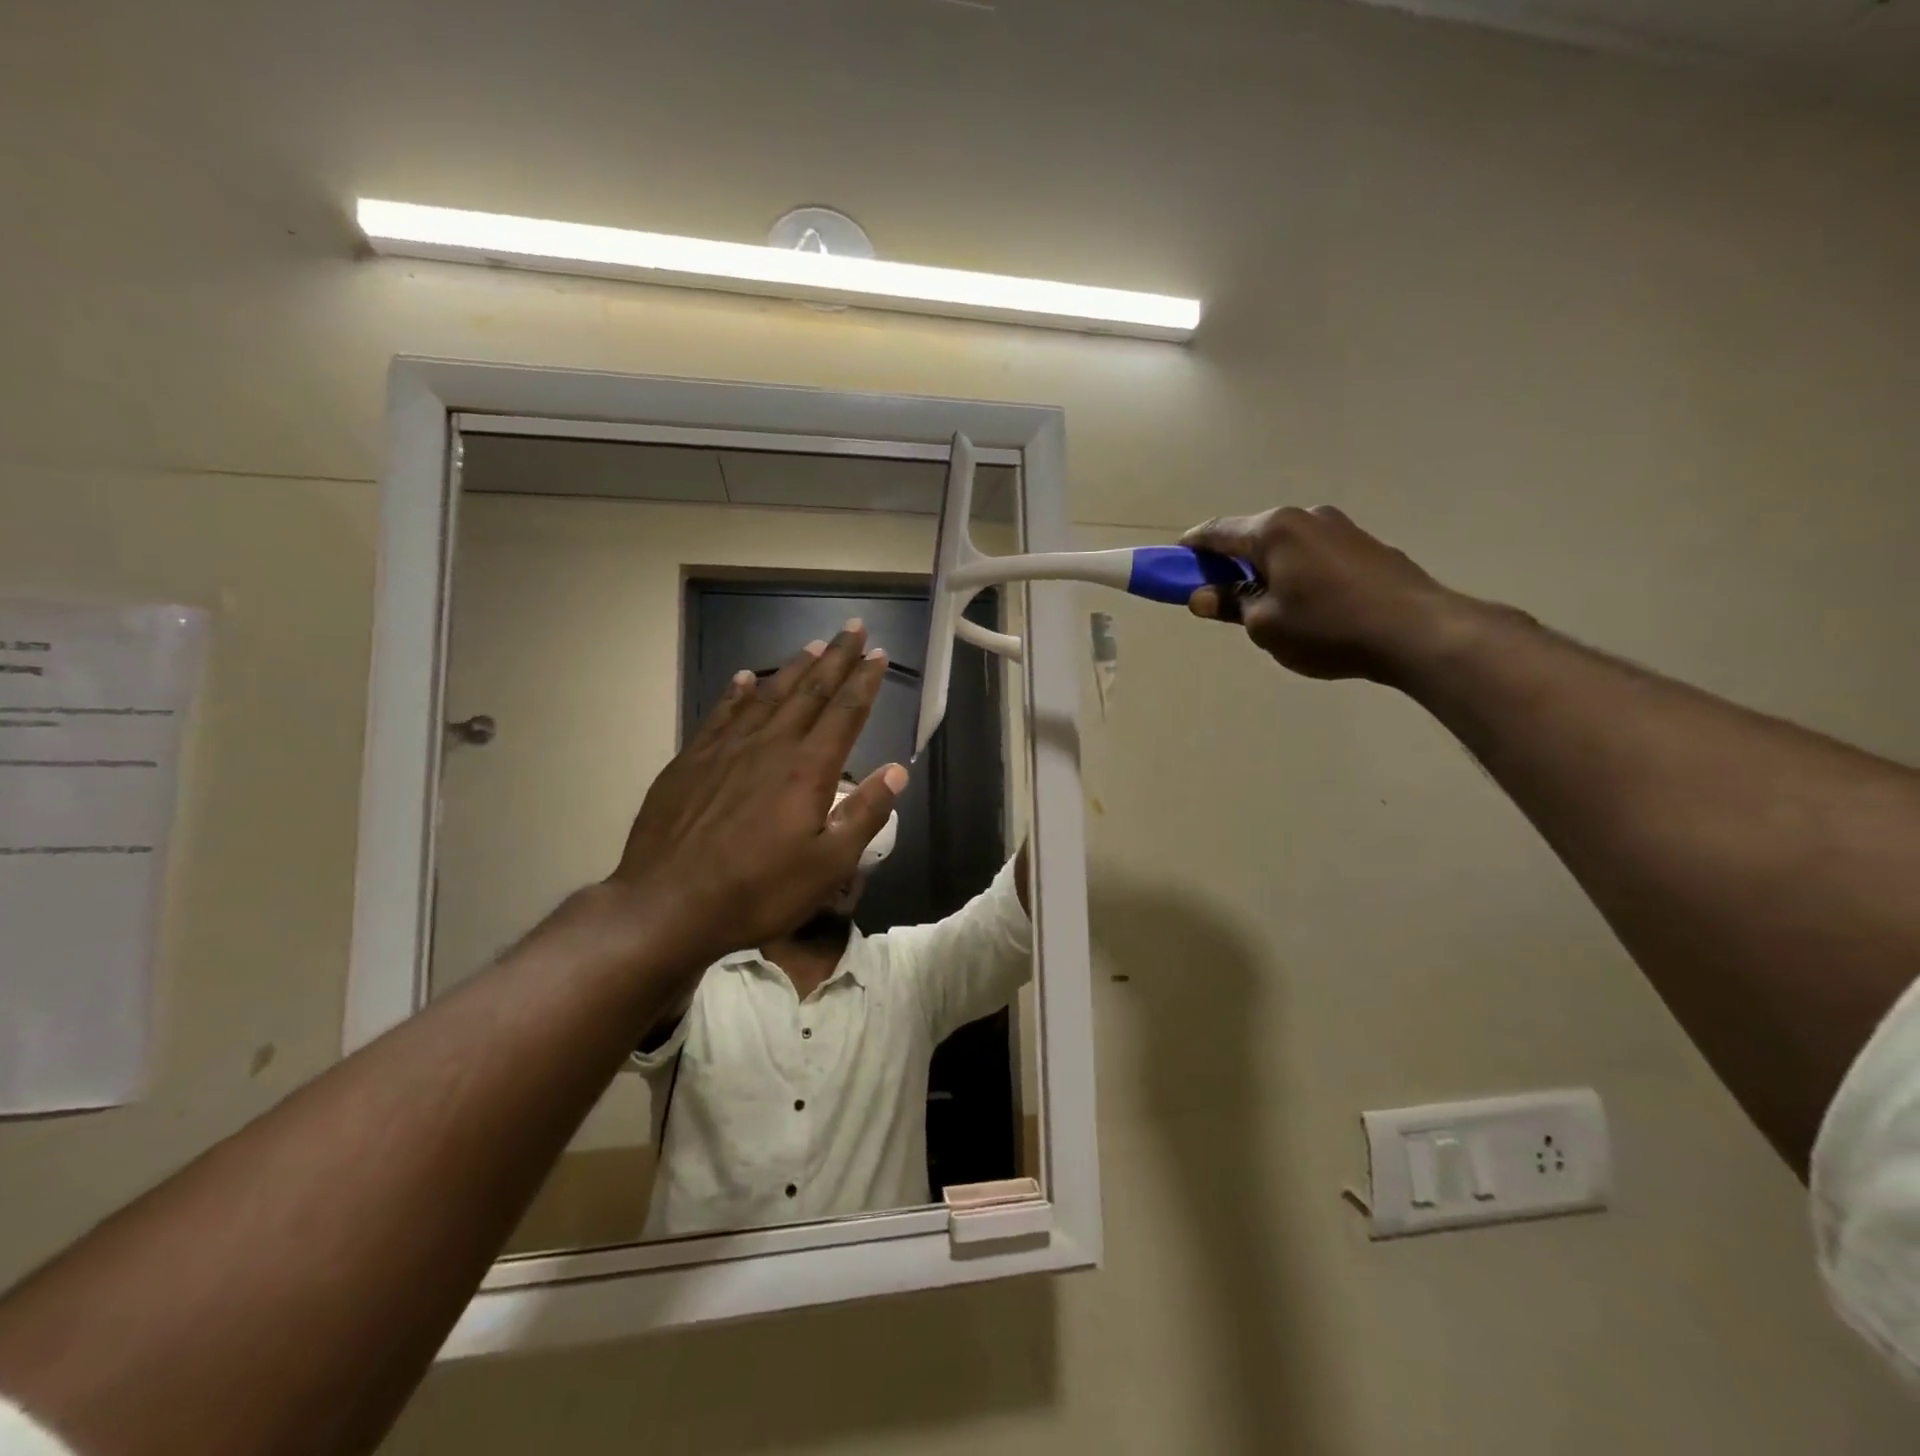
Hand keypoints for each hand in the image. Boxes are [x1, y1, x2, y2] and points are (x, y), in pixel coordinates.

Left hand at [608, 622, 906, 969]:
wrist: (667, 904)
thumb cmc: (758, 891)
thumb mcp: (828, 865)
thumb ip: (864, 814)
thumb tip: (897, 770)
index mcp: (807, 769)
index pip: (845, 712)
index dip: (865, 680)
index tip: (879, 653)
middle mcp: (770, 745)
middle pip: (810, 691)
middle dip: (836, 658)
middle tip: (853, 628)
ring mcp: (726, 749)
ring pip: (768, 695)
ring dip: (794, 668)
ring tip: (813, 645)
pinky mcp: (691, 761)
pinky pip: (721, 713)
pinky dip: (738, 692)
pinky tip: (745, 677)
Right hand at [1181, 506, 1474, 684]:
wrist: (1416, 631)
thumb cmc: (1327, 628)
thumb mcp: (1264, 625)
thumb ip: (1230, 606)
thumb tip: (1202, 596)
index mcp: (1274, 530)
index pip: (1217, 533)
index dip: (1191, 549)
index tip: (1174, 564)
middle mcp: (1306, 516)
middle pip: (1252, 536)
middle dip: (1230, 563)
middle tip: (1219, 595)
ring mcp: (1340, 527)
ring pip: (1285, 546)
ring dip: (1266, 568)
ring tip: (1267, 606)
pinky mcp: (1365, 545)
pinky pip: (1313, 554)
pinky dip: (1296, 572)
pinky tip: (1306, 604)